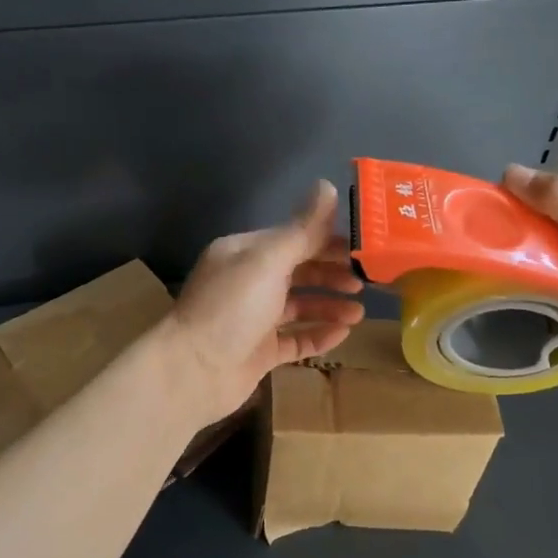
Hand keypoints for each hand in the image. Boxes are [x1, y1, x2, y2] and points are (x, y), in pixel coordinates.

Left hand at [164, 181, 365, 424]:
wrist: (193, 372)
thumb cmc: (231, 308)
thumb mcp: (268, 261)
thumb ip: (302, 229)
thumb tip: (328, 185)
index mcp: (245, 253)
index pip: (293, 238)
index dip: (328, 241)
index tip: (362, 248)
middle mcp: (249, 282)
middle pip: (298, 271)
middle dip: (331, 274)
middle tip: (364, 282)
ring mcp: (254, 319)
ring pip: (299, 306)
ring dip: (329, 306)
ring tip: (359, 313)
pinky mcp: (259, 352)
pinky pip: (295, 339)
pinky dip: (318, 335)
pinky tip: (343, 334)